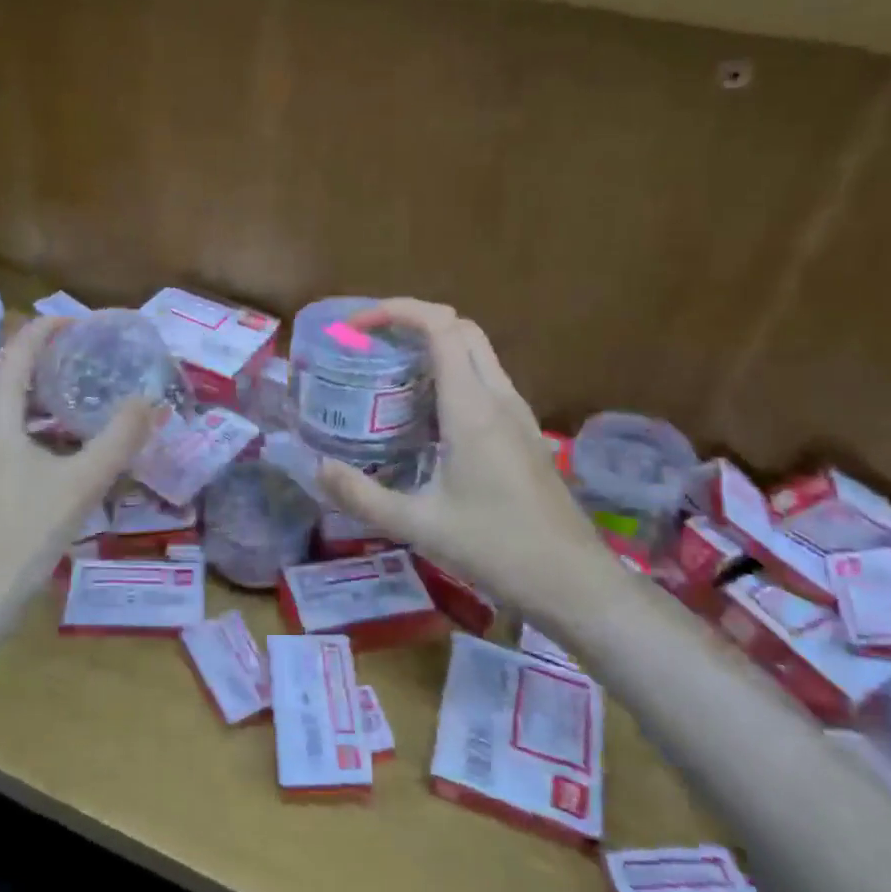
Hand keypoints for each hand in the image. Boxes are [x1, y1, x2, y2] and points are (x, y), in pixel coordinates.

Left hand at [0, 317, 155, 630]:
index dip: (50, 328)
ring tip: (62, 394)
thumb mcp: (84, 482)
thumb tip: (150, 399)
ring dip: (21, 384)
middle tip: (77, 360)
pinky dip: (10, 411)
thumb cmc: (26, 531)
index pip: (19, 348)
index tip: (83, 324)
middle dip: (35, 354)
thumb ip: (120, 437)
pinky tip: (39, 439)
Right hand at [316, 299, 600, 614]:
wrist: (572, 581)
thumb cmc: (495, 548)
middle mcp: (499, 398)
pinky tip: (425, 413)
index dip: (397, 311)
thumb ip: (361, 496)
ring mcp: (518, 413)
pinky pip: (486, 380)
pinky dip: (452, 373)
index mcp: (472, 409)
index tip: (358, 326)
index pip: (441, 327)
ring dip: (435, 345)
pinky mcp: (524, 432)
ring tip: (390, 371)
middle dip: (414, 320)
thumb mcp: (417, 526)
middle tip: (371, 343)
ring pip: (477, 352)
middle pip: (462, 328)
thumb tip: (318, 469)